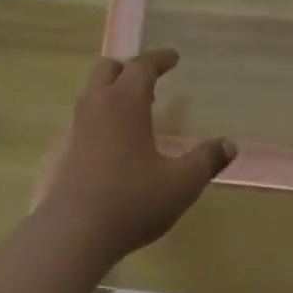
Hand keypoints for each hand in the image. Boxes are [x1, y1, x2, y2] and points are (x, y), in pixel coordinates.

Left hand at [34, 50, 235, 264]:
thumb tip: (229, 144)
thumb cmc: (131, 201)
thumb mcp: (180, 184)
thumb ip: (206, 160)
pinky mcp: (62, 152)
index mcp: (124, 103)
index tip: (173, 57)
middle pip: (107, 69)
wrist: (72, 234)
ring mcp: (75, 129)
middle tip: (149, 79)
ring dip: (111, 91)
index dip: (159, 59)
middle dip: (128, 68)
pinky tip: (112, 144)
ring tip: (134, 111)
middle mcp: (96, 107)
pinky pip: (83, 121)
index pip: (141, 66)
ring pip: (91, 94)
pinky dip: (100, 118)